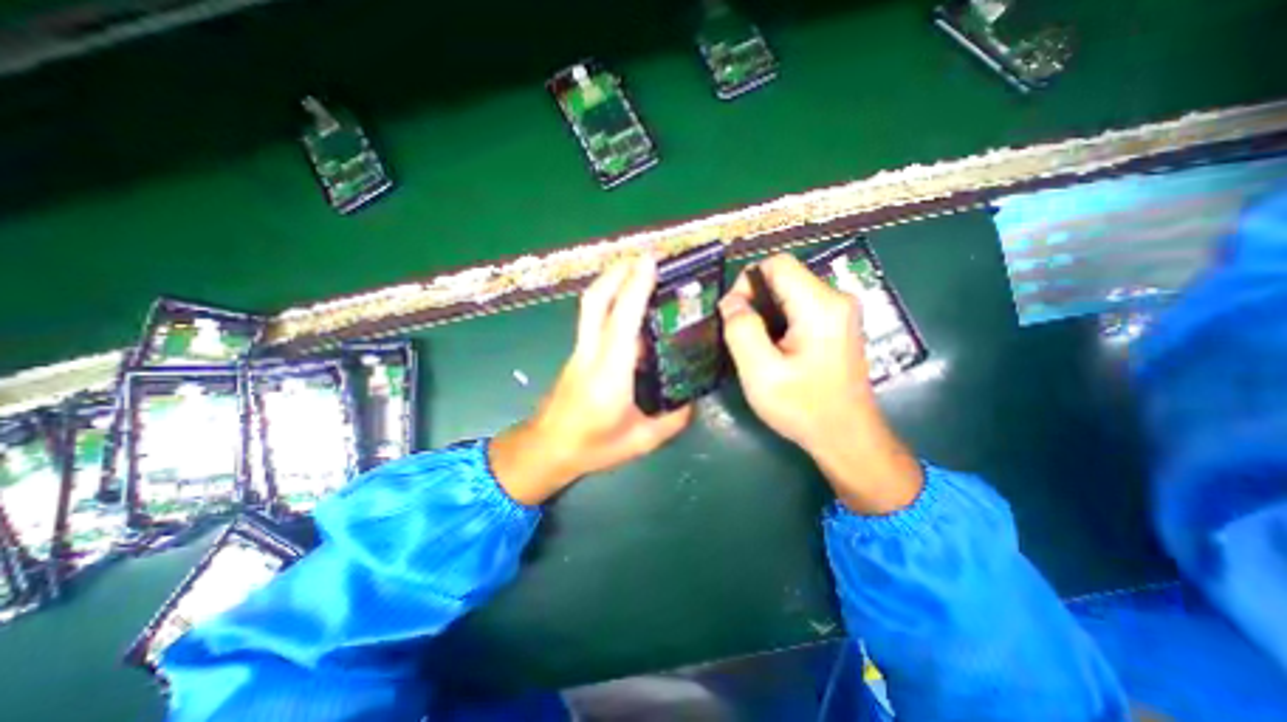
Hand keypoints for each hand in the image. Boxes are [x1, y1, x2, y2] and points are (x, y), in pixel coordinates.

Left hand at [492, 256, 693, 505]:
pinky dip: (609, 299)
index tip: (651, 261)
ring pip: (591, 305)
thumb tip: (692, 398)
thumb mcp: (641, 441)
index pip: (622, 321)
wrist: (546, 449)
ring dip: (612, 281)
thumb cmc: (592, 448)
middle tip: (645, 257)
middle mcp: (591, 353)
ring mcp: (580, 350)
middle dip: (618, 271)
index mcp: (610, 374)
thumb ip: (672, 419)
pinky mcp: (577, 352)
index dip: (635, 287)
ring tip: (637, 270)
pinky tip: (627, 304)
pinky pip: (593, 317)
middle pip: (596, 300)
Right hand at [720, 254, 918, 512]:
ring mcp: (840, 311)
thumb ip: (741, 330)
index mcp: (820, 305)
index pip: (776, 264)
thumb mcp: (760, 372)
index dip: (747, 283)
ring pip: (789, 293)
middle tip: (743, 338)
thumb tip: (730, 301)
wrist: (847, 437)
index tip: (735, 316)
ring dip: (765, 313)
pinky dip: (779, 321)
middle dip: (755, 301)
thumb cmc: (803, 407)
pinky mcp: (838, 324)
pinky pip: (799, 307)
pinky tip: (776, 350)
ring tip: (758, 347)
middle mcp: (836, 299)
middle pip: (783, 277)